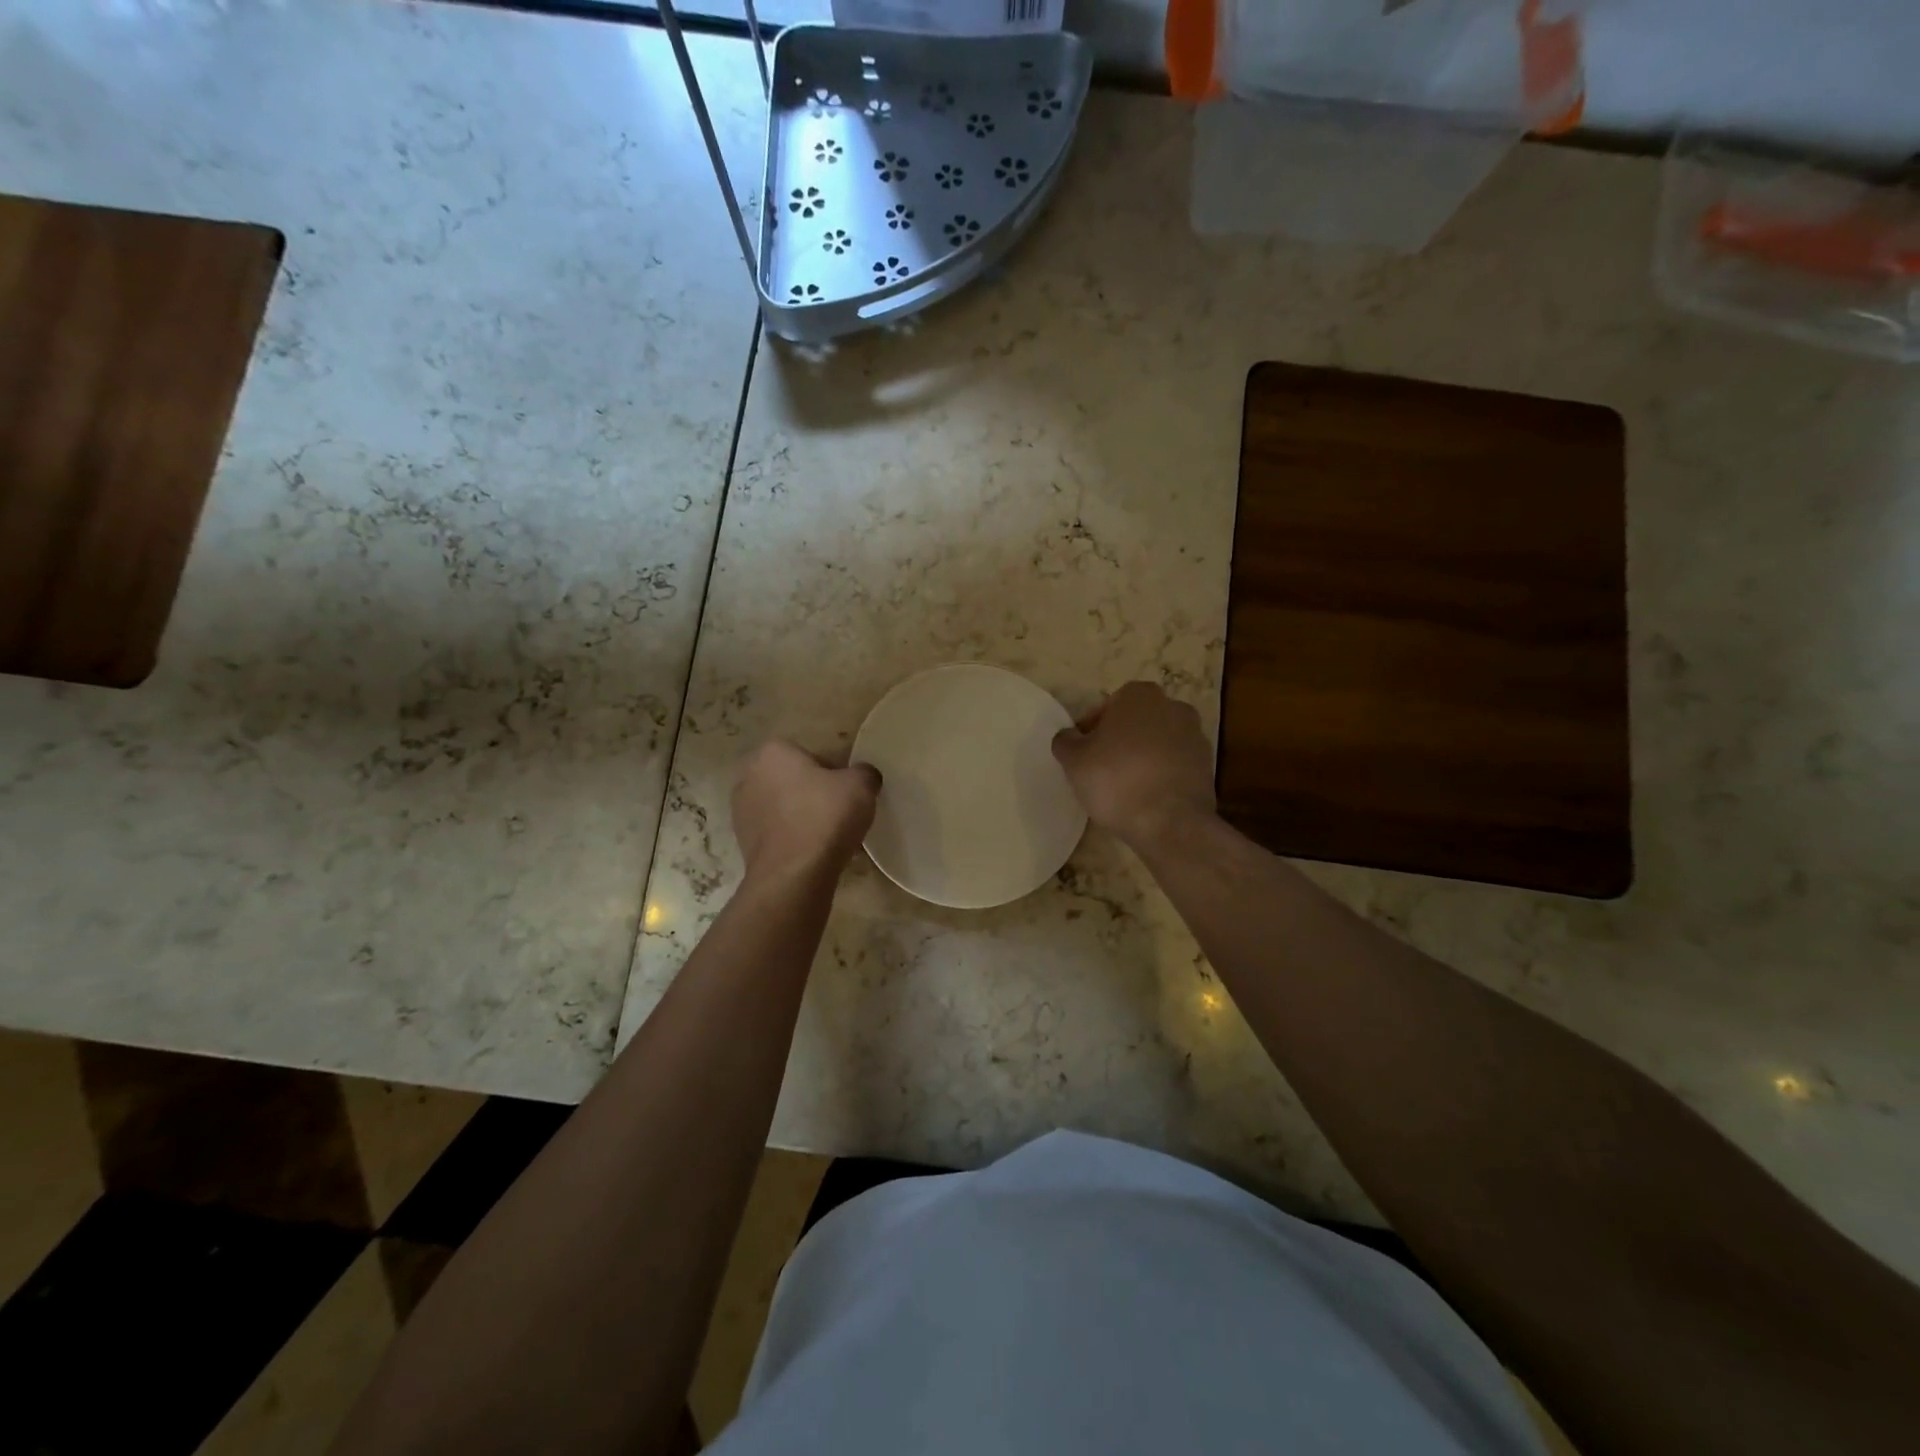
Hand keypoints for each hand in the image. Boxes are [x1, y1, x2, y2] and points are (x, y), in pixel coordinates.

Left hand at [732, 741, 880, 882]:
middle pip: (793, 780)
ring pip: (783, 808)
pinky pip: (777, 833)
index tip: (848, 793)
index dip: (834, 773)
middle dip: (814, 793)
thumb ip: (865, 773)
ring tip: (828, 837)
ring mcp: (741, 811)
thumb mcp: (861, 785)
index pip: (811, 755)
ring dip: (802, 817)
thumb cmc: (825, 817)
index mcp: (773, 752)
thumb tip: (863, 777)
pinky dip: (793, 839)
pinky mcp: (742, 842)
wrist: (793, 875)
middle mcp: (749, 776)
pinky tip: (813, 853)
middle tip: (840, 812)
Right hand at [1052, 682, 1215, 848]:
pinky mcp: (1207, 766)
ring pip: (1156, 743)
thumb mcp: (1074, 760)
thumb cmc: (1116, 780)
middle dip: (1119, 741)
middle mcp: (1172, 706)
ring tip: (1124, 787)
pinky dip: (1160, 775)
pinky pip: (1173, 765)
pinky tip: (1146, 798)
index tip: (1082, 754)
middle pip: (1134, 723)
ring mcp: (1195, 736)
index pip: (1106, 707)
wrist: (1171, 823)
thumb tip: (1069, 736)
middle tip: (1100, 769)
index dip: (1090, 730)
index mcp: (1139, 695)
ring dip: (1141, 758)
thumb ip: (1066, 741)